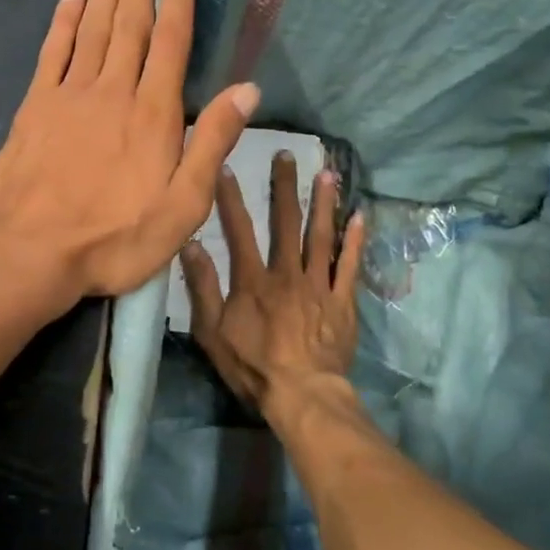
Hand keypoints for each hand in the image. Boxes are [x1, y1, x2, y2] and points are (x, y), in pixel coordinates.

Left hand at [0, 0, 259, 310]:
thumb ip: (213, 144)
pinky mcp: (35, 108)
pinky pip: (52, 52)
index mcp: (153, 113)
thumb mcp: (183, 206)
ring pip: (91, 29)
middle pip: (129, 24)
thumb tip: (247, 90)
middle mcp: (112, 90)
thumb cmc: (115, 239)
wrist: (32, 252)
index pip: (171, 42)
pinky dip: (62, 22)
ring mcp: (69, 96)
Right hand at [182, 152, 365, 409]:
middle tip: (287, 155)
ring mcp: (318, 285)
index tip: (228, 166)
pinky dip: (355, 241)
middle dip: (284, 187)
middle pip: (286, 223)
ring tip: (327, 173)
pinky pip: (350, 266)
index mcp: (253, 280)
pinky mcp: (342, 301)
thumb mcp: (212, 331)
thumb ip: (202, 287)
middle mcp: (287, 273)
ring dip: (323, 203)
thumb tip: (189, 244)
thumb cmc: (252, 366)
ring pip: (321, 236)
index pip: (239, 230)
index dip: (232, 198)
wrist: (302, 394)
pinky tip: (360, 216)